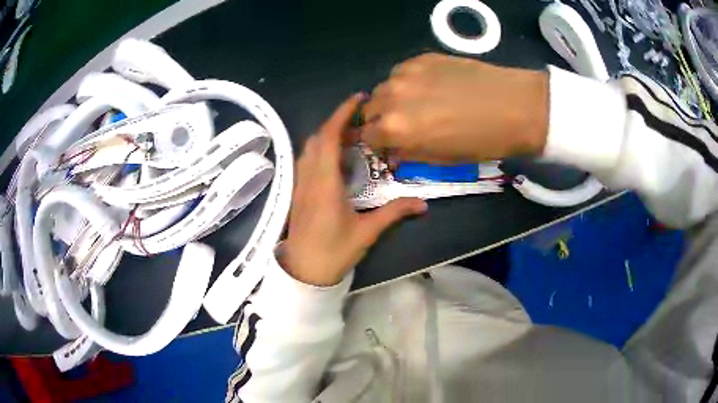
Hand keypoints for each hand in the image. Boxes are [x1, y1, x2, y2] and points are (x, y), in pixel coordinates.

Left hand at [281, 94, 427, 286]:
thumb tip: (423, 204)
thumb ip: (394, 213)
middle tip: (362, 121)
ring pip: (310, 148)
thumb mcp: (367, 232)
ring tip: (352, 136)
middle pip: (318, 137)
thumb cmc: (334, 252)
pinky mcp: (298, 192)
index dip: (341, 113)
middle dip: (338, 122)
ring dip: (328, 135)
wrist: (304, 272)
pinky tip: (336, 158)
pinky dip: (321, 149)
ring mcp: (300, 184)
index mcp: (325, 182)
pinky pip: (307, 160)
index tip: (358, 99)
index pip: (329, 137)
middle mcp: (309, 177)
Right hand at [362, 53, 549, 162]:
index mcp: (394, 128)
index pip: (366, 136)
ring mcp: (406, 73)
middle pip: (370, 108)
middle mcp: (391, 97)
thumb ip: (408, 152)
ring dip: (393, 98)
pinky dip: (409, 81)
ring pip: (385, 87)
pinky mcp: (422, 58)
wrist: (513, 107)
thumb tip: (393, 150)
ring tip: (418, 102)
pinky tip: (431, 86)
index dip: (376, 142)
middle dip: (380, 119)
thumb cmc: (480, 142)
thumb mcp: (440, 159)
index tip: (387, 143)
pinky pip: (403, 71)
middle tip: (402, 123)